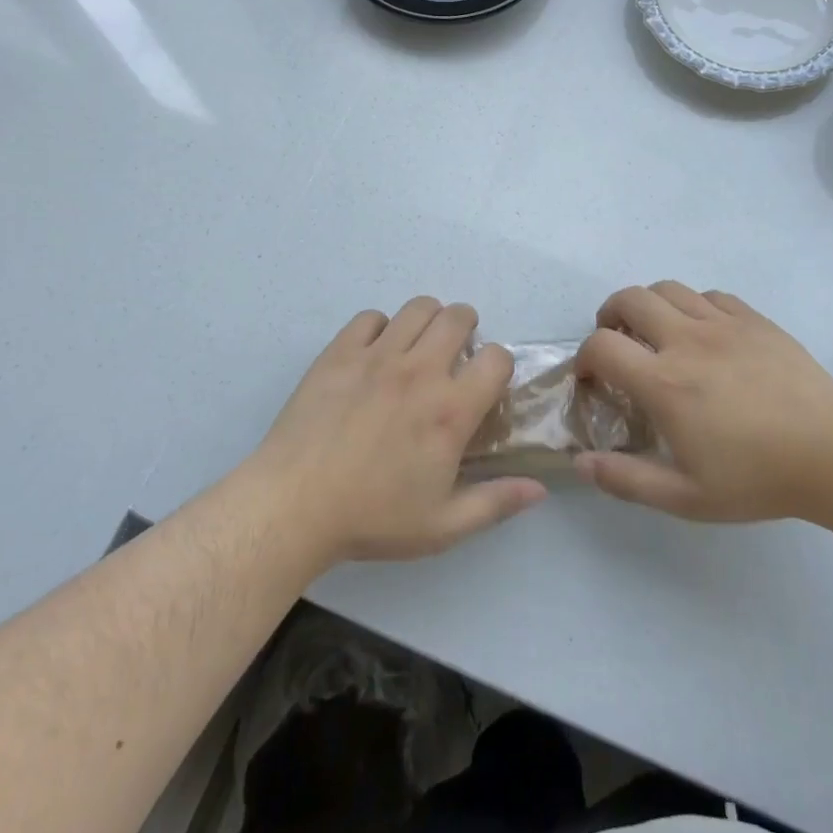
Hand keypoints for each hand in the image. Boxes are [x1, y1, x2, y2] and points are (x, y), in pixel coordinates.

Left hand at [251, 298, 546, 564]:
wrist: (293, 506)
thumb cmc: (371, 518)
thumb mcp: (442, 525)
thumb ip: (496, 503)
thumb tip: (540, 488)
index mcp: (450, 410)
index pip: (497, 358)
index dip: (499, 367)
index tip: (485, 386)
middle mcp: (419, 371)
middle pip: (459, 316)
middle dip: (467, 330)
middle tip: (454, 358)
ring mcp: (377, 355)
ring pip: (418, 307)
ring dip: (428, 321)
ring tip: (418, 348)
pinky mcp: (340, 352)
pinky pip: (371, 317)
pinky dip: (380, 329)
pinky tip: (374, 356)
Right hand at [573, 282, 832, 523]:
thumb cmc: (758, 479)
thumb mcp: (687, 497)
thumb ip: (627, 480)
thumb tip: (579, 462)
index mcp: (664, 382)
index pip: (601, 346)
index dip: (583, 357)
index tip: (590, 377)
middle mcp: (686, 340)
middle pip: (629, 299)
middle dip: (609, 316)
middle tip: (617, 342)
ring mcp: (723, 323)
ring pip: (667, 289)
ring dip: (649, 305)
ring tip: (655, 332)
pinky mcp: (754, 319)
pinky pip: (710, 295)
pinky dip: (692, 306)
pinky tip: (703, 333)